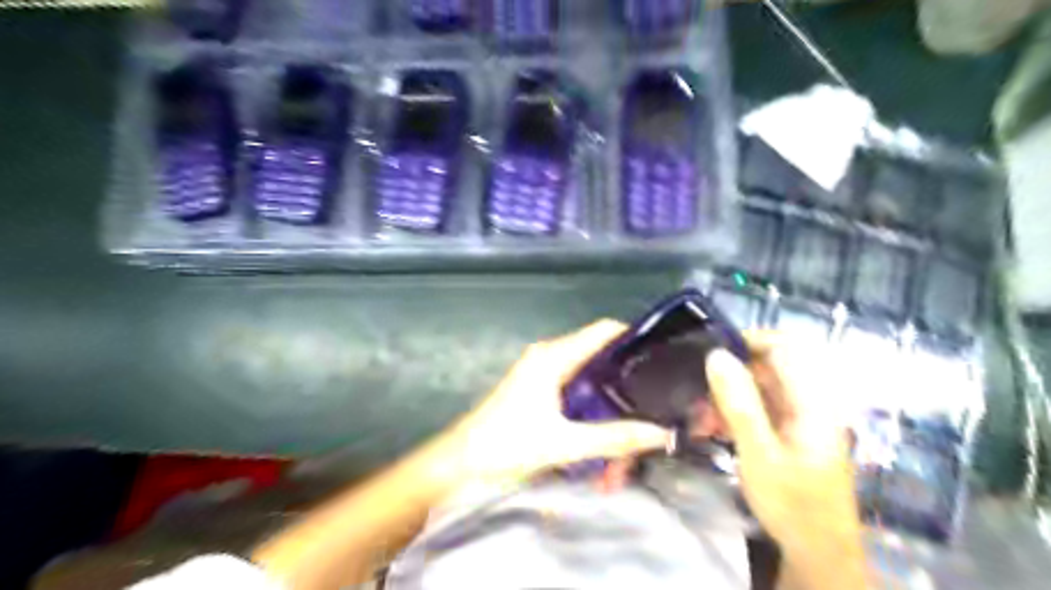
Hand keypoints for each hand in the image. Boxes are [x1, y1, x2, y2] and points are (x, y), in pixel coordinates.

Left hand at [445, 321, 671, 486]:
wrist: (461, 463)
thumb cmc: (506, 445)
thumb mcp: (563, 444)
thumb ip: (613, 438)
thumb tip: (661, 433)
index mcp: (554, 357)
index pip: (604, 331)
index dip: (634, 338)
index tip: (664, 357)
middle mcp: (550, 357)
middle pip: (600, 357)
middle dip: (626, 385)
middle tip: (652, 409)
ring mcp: (543, 374)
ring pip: (590, 381)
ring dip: (610, 408)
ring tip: (628, 441)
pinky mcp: (539, 391)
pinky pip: (576, 394)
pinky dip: (593, 415)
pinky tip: (604, 444)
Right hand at [710, 334, 866, 586]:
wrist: (818, 554)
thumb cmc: (793, 504)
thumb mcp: (759, 453)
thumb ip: (739, 403)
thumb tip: (716, 354)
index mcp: (812, 401)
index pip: (784, 347)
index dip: (748, 341)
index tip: (710, 352)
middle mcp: (808, 403)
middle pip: (768, 366)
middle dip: (729, 373)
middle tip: (696, 391)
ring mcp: (797, 418)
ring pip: (758, 388)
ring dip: (726, 395)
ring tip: (698, 415)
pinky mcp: (786, 433)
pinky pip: (757, 408)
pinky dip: (732, 412)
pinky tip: (711, 427)